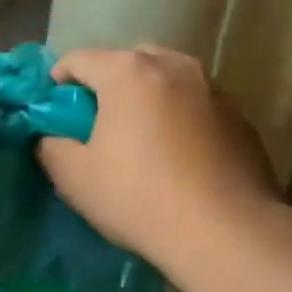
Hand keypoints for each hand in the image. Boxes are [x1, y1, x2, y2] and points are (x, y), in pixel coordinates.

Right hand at [36, 46, 277, 274]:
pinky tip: (180, 157)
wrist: (227, 232)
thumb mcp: (74, 178)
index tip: (54, 110)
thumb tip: (50, 138)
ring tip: (143, 138)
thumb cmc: (140, 197)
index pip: (79, 59)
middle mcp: (174, 66)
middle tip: (99, 122)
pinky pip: (197, 105)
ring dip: (149, 98)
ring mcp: (213, 88)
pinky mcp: (241, 117)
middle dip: (108, 84)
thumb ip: (51, 147)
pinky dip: (181, 118)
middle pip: (128, 61)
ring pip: (168, 80)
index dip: (59, 80)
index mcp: (128, 72)